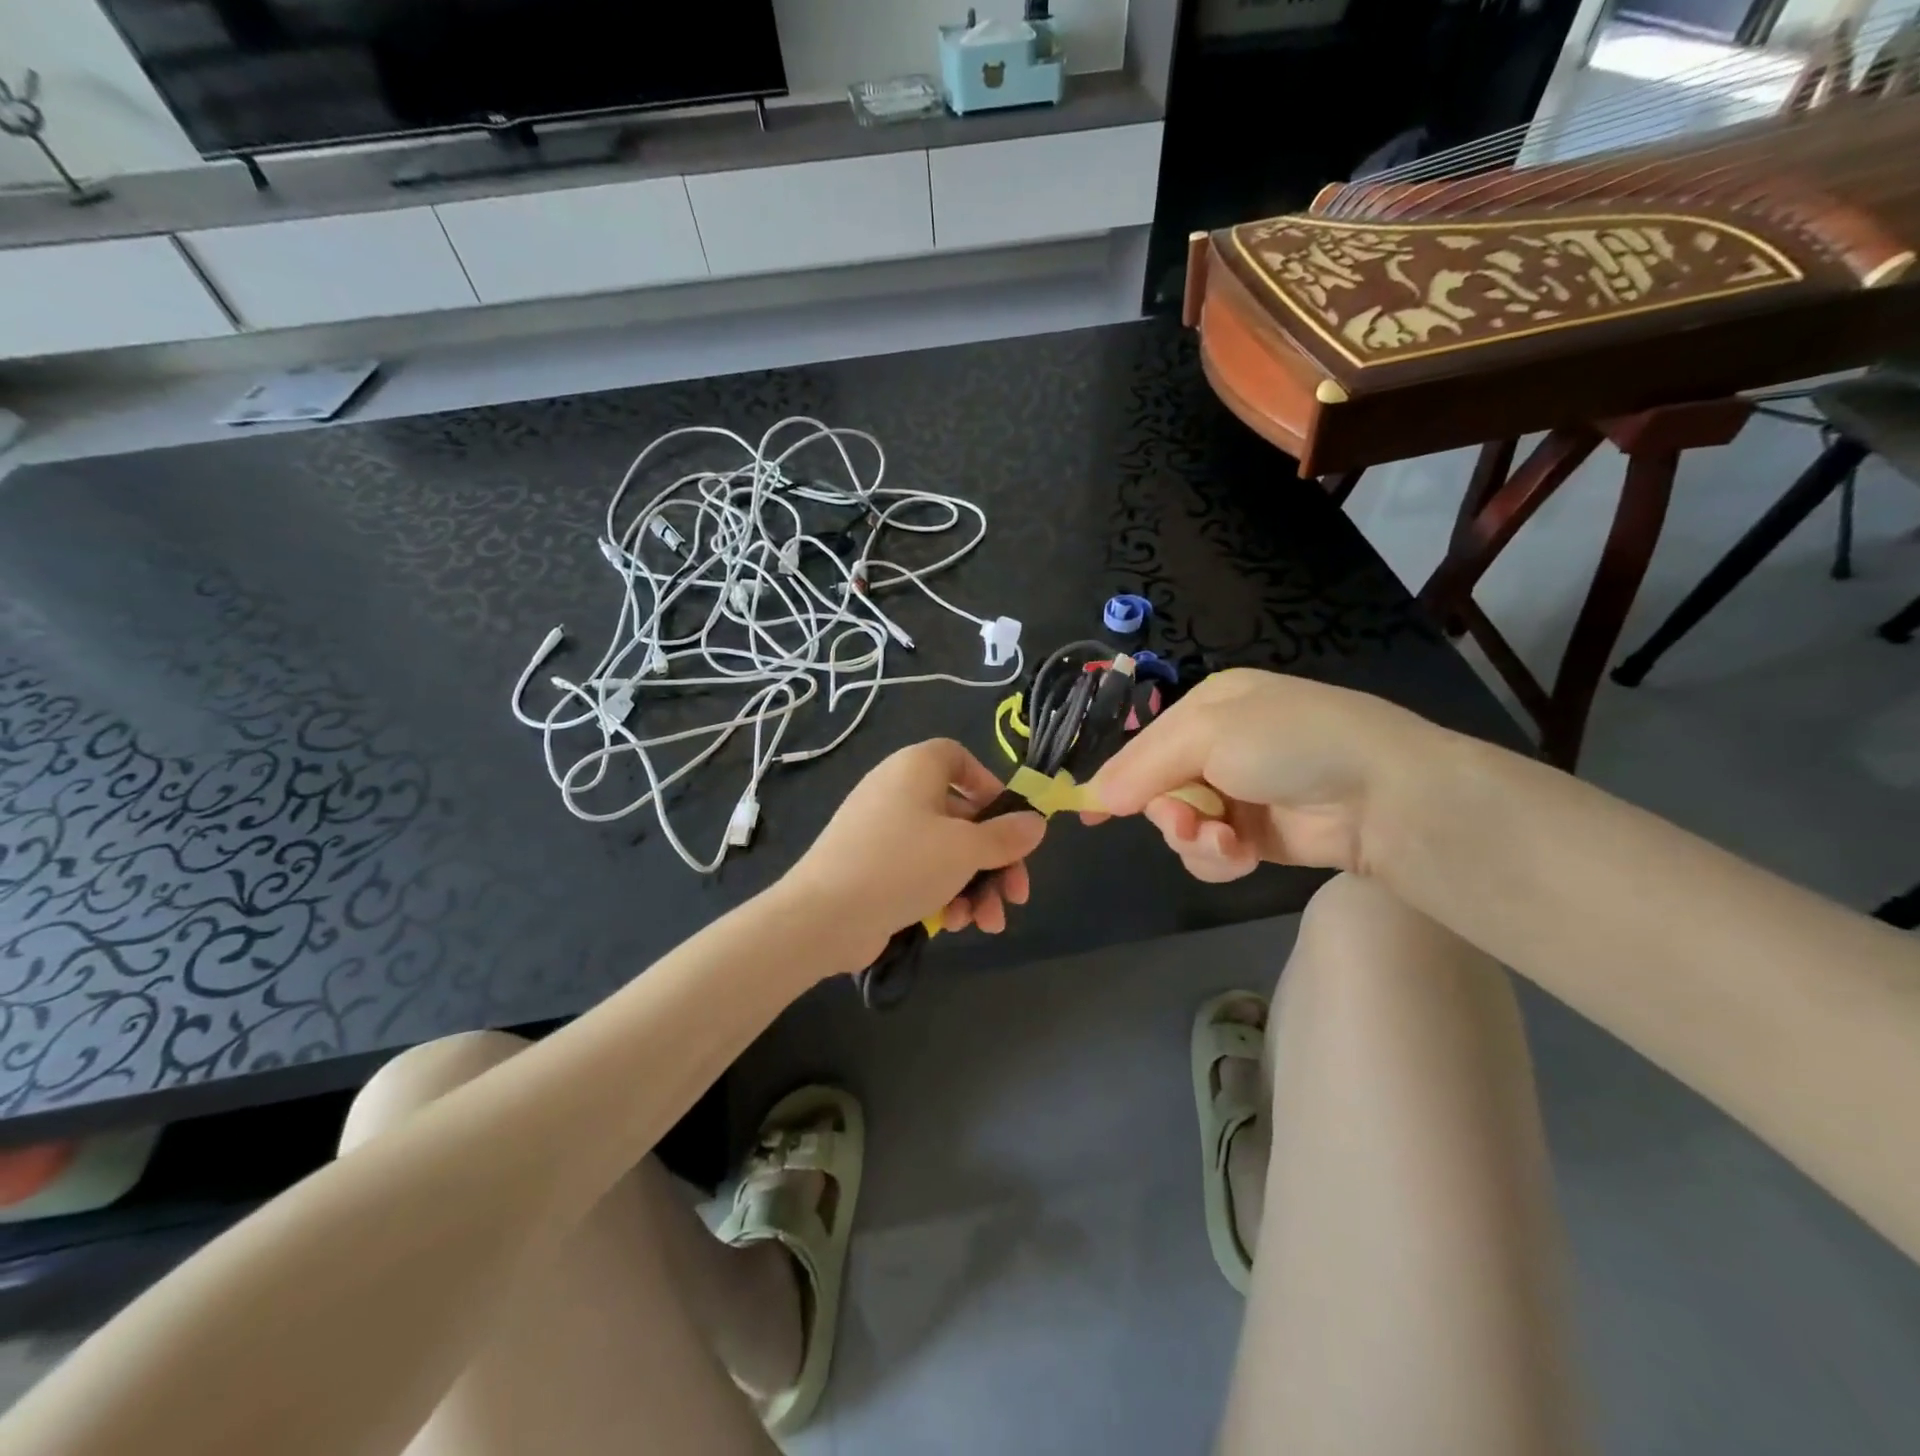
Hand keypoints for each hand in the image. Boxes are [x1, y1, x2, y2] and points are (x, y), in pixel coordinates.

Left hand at [785, 739, 1046, 963]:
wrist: (823, 916)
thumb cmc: (901, 865)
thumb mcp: (965, 849)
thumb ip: (1006, 836)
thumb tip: (1036, 822)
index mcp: (916, 768)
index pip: (958, 758)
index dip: (989, 786)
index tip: (1011, 822)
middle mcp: (899, 792)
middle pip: (962, 816)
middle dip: (995, 858)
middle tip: (1017, 894)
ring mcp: (883, 831)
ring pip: (945, 851)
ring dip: (975, 886)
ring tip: (988, 923)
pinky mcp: (874, 867)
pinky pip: (920, 871)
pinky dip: (942, 893)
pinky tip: (952, 924)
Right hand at [1086, 669, 1441, 881]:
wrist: (1382, 796)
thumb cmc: (1288, 743)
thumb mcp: (1206, 734)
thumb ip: (1142, 766)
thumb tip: (1093, 797)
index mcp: (1210, 707)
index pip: (1145, 744)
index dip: (1117, 777)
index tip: (1089, 811)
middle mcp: (1221, 748)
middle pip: (1159, 790)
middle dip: (1167, 812)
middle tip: (1184, 822)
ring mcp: (1240, 795)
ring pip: (1181, 827)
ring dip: (1194, 839)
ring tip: (1225, 842)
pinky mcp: (1257, 837)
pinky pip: (1211, 853)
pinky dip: (1219, 858)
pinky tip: (1242, 855)